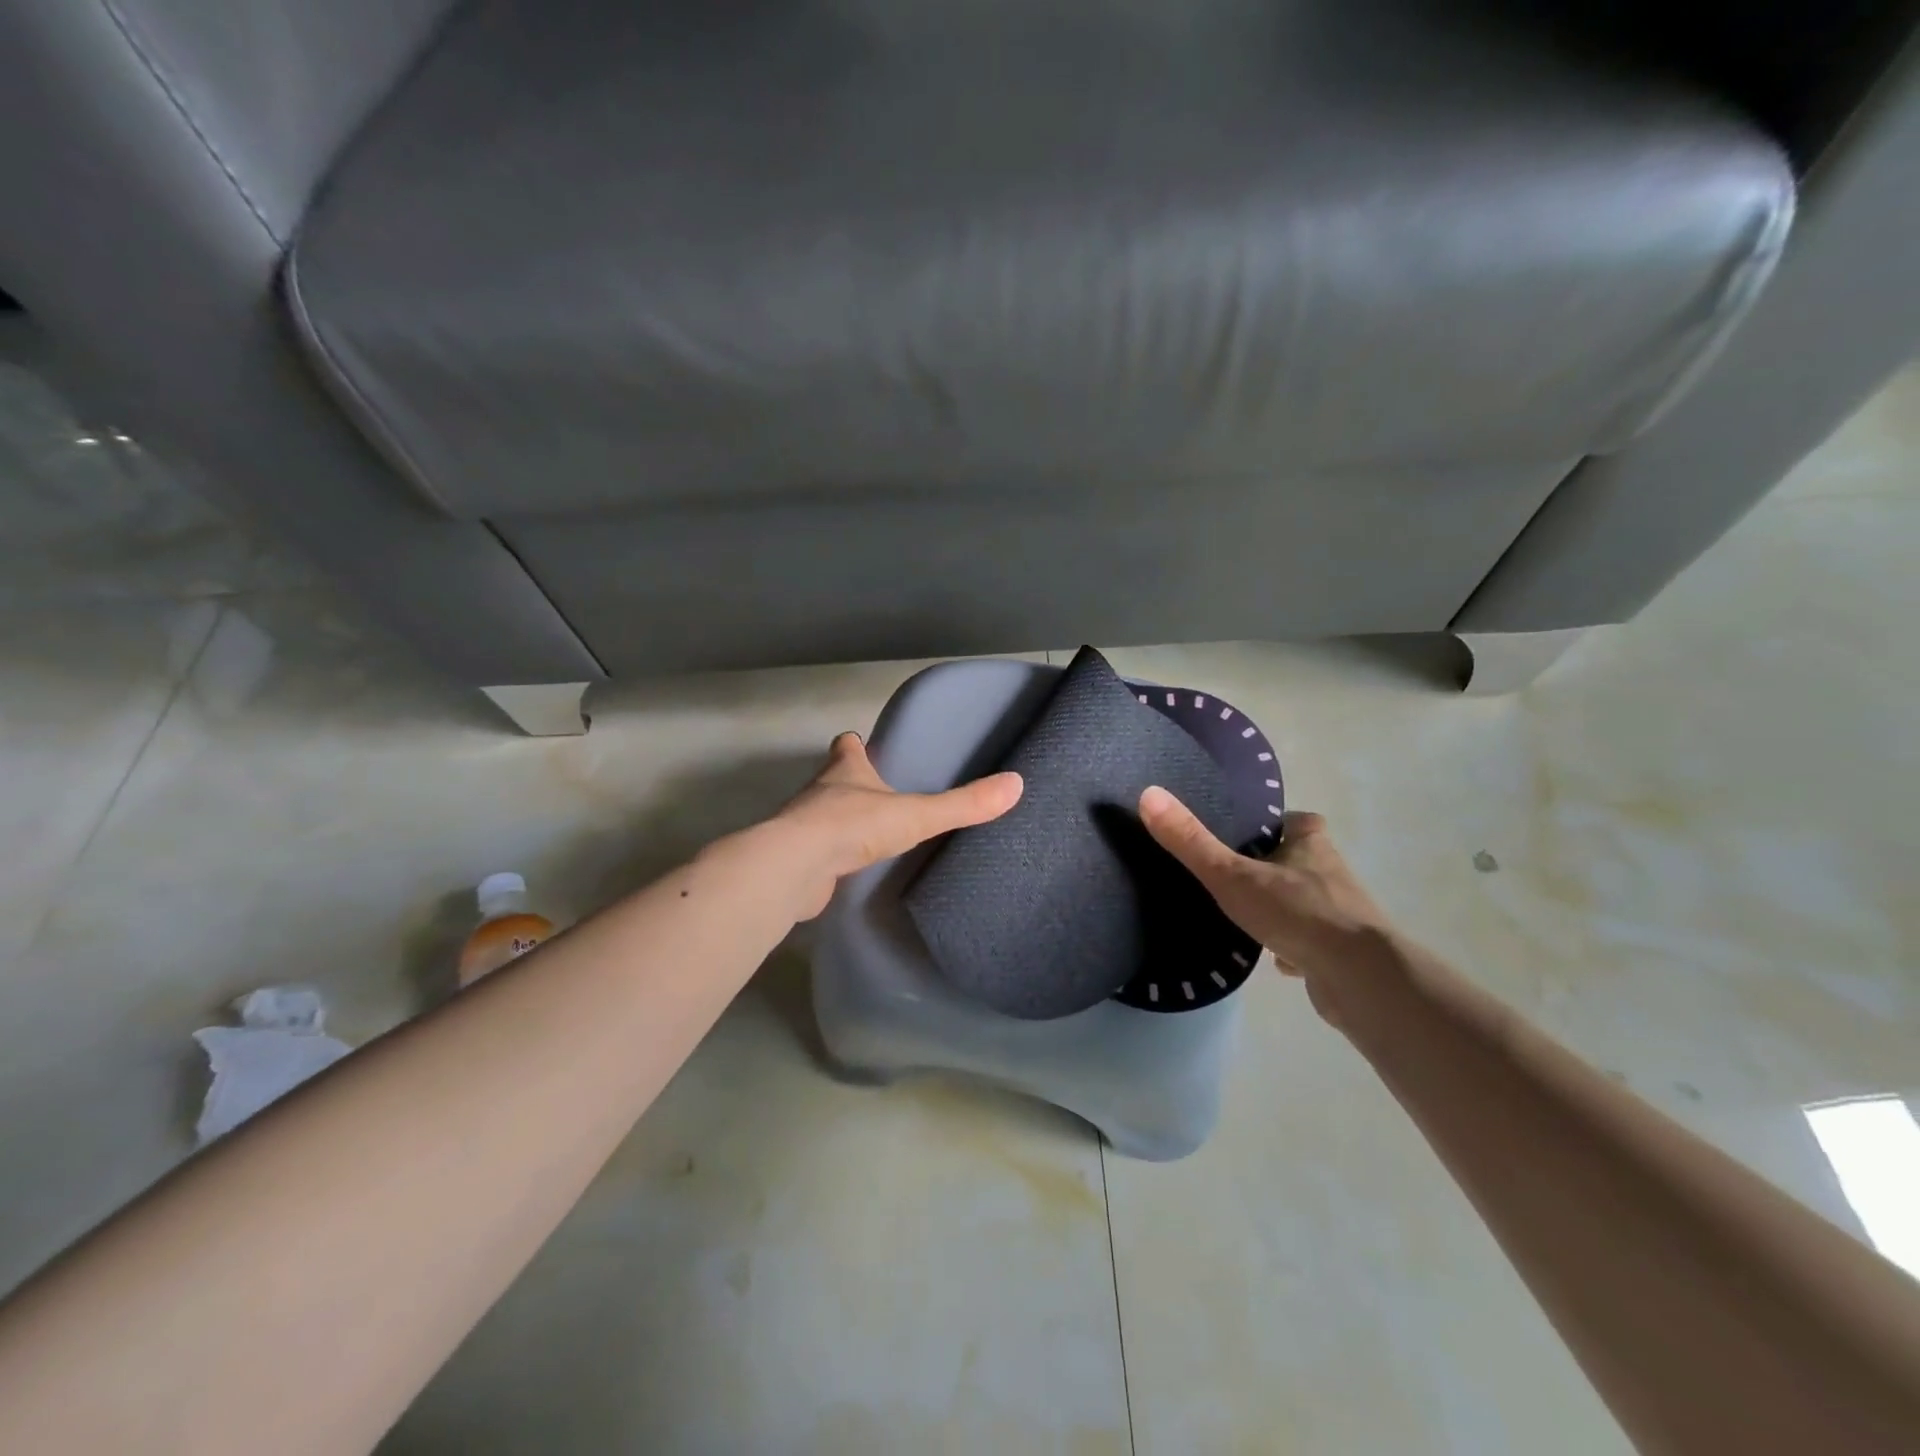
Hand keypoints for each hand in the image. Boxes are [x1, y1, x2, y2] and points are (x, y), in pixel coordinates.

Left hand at [771, 732, 1022, 918]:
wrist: (795, 867)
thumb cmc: (852, 826)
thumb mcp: (916, 814)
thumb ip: (962, 805)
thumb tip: (1016, 785)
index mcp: (845, 771)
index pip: (846, 746)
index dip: (855, 745)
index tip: (864, 746)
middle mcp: (820, 792)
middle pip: (834, 780)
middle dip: (852, 784)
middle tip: (880, 795)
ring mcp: (804, 827)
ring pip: (824, 816)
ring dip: (842, 822)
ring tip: (871, 834)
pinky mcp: (799, 861)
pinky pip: (820, 854)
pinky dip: (834, 857)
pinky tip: (853, 869)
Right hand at [1138, 787, 1400, 1024]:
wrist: (1359, 977)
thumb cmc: (1297, 912)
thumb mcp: (1232, 875)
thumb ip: (1191, 841)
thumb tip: (1149, 794)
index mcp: (1311, 845)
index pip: (1299, 821)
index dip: (1277, 824)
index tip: (1248, 832)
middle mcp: (1331, 874)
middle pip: (1301, 861)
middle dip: (1274, 867)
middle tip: (1234, 875)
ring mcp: (1342, 916)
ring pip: (1307, 903)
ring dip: (1284, 908)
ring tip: (1245, 917)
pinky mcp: (1342, 954)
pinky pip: (1313, 943)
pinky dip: (1294, 947)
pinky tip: (1272, 960)